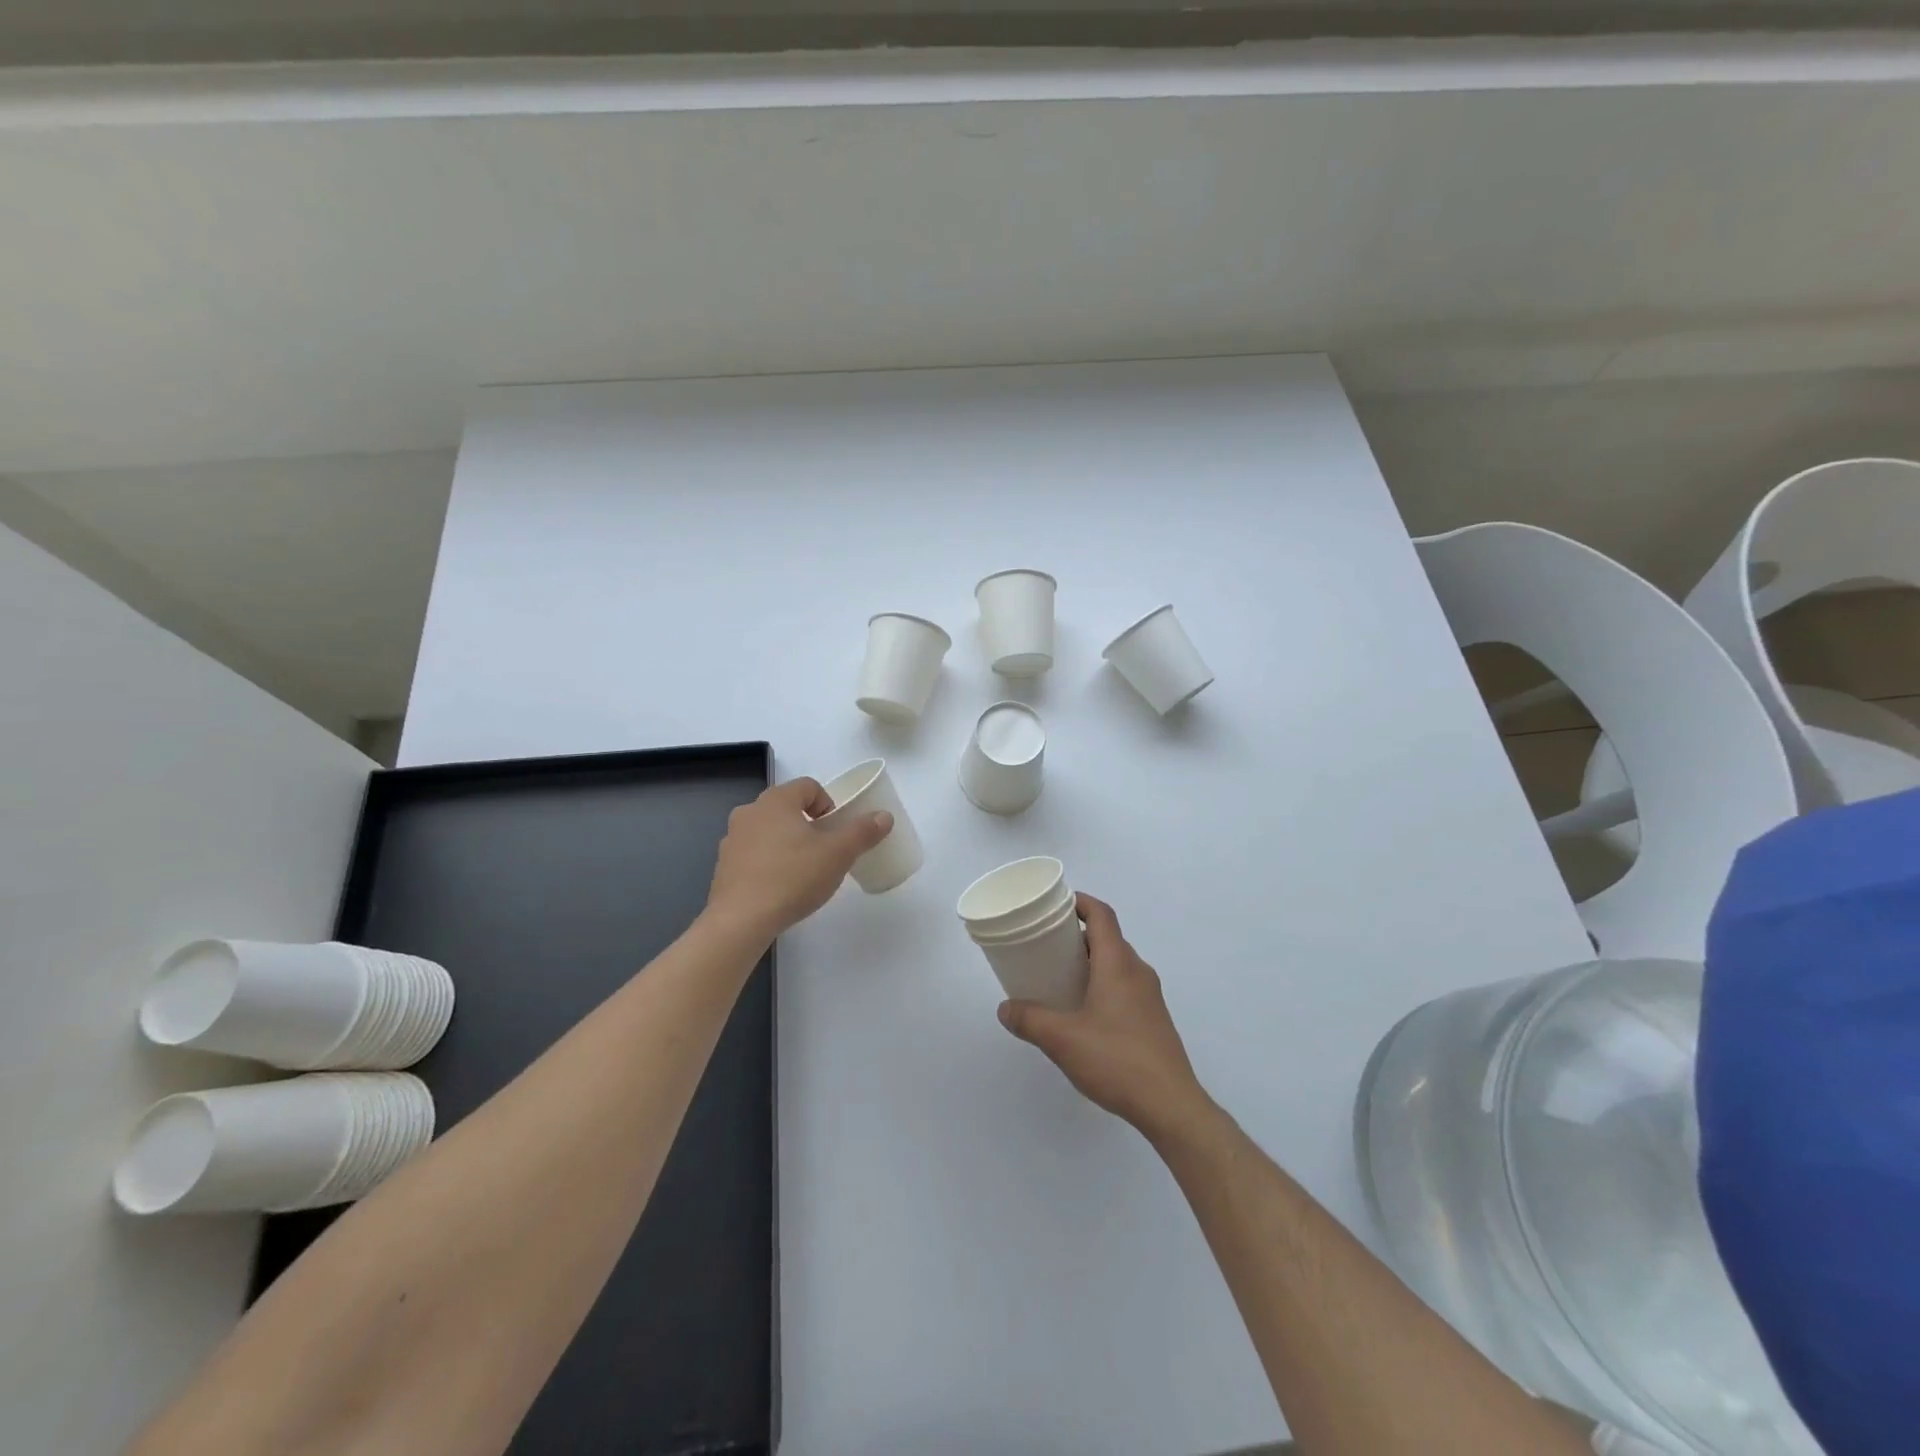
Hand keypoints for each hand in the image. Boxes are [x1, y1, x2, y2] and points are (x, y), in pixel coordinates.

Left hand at [705, 777, 891, 939]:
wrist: (741, 920)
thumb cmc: (793, 877)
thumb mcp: (838, 854)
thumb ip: (863, 832)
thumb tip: (884, 816)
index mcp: (776, 801)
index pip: (808, 786)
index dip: (828, 804)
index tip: (836, 830)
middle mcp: (750, 812)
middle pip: (787, 808)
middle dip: (808, 824)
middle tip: (824, 851)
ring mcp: (732, 840)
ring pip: (768, 831)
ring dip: (787, 843)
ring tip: (803, 871)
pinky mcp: (723, 867)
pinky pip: (753, 855)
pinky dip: (768, 863)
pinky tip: (780, 888)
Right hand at [997, 894, 1211, 1139]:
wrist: (1171, 1106)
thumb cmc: (1117, 1060)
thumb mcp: (1062, 1039)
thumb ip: (1030, 1019)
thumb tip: (1005, 1009)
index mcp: (1118, 964)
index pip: (1102, 915)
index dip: (1080, 902)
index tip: (1055, 905)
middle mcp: (1138, 971)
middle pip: (1108, 937)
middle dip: (1078, 935)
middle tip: (1046, 944)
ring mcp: (1150, 996)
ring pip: (1117, 964)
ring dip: (1090, 962)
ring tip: (1060, 977)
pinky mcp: (1153, 1019)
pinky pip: (1125, 986)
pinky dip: (1102, 983)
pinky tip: (1083, 1012)